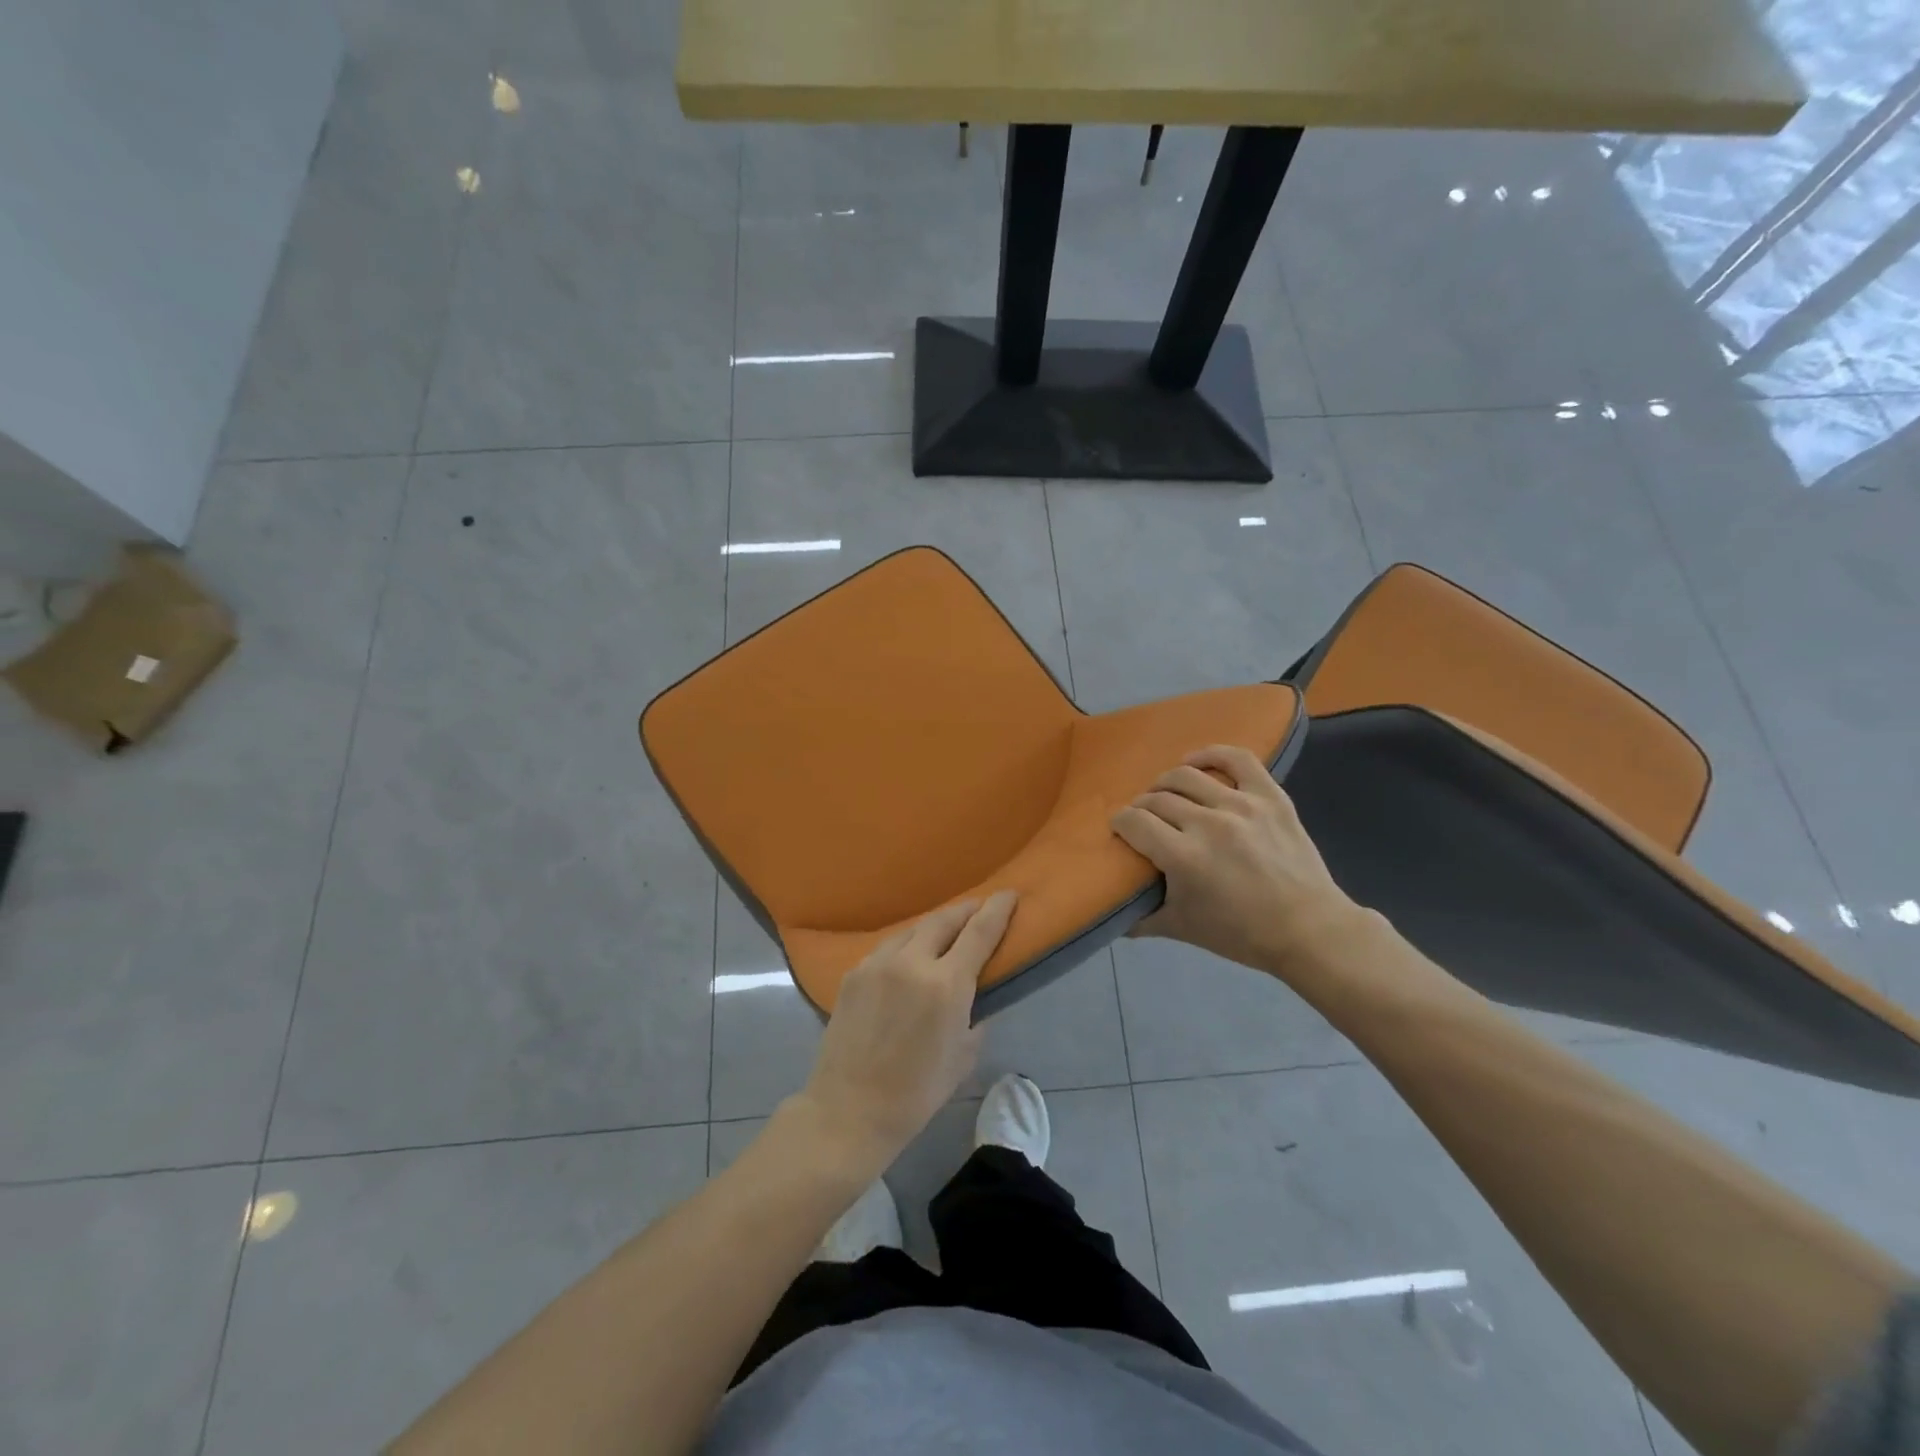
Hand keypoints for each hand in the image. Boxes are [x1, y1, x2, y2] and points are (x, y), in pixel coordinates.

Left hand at [794, 892, 1017, 1176]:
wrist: (849, 1109)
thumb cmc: (916, 1093)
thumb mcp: (963, 1056)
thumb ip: (974, 1016)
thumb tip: (975, 997)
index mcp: (946, 984)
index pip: (979, 931)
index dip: (997, 909)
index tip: (1009, 894)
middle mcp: (912, 962)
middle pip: (944, 920)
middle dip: (965, 910)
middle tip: (978, 909)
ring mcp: (877, 964)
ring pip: (912, 930)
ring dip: (934, 927)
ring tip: (945, 932)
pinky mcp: (854, 973)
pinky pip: (887, 948)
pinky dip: (906, 945)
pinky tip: (908, 958)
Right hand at [1111, 744, 1368, 977]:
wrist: (1309, 930)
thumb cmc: (1241, 933)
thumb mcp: (1182, 929)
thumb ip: (1140, 919)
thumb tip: (1112, 912)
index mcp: (1183, 857)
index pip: (1134, 822)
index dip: (1120, 823)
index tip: (1121, 829)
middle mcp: (1208, 824)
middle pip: (1156, 799)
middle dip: (1141, 808)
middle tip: (1144, 821)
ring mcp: (1242, 806)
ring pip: (1186, 776)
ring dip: (1166, 784)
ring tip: (1167, 795)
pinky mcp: (1270, 797)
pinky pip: (1237, 759)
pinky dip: (1211, 754)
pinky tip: (1196, 762)